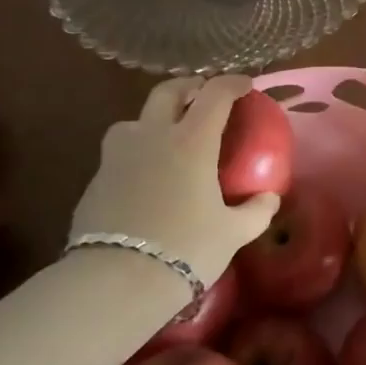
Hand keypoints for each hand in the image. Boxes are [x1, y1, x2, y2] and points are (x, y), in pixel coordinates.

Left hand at [68, 75, 280, 283]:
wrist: (115, 280)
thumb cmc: (185, 248)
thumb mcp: (233, 233)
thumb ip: (256, 211)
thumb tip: (269, 199)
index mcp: (192, 140)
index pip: (215, 94)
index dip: (232, 83)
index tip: (244, 85)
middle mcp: (153, 136)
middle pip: (168, 92)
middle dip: (188, 86)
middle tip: (202, 94)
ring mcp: (118, 156)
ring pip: (134, 120)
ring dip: (153, 118)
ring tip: (166, 136)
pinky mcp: (96, 180)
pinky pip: (118, 154)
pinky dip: (135, 153)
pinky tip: (144, 177)